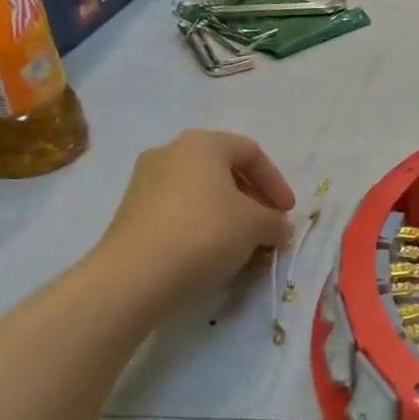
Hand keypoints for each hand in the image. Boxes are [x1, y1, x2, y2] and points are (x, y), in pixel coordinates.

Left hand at [89, 131, 295, 309]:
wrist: (135, 276)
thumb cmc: (205, 233)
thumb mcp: (256, 225)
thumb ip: (275, 221)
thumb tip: (279, 227)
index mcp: (202, 143)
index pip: (251, 153)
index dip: (276, 182)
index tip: (287, 212)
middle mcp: (170, 153)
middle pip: (223, 170)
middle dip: (252, 199)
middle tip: (268, 226)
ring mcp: (144, 182)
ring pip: (200, 192)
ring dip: (227, 215)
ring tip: (243, 244)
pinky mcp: (130, 213)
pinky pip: (178, 212)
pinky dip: (201, 226)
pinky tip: (211, 253)